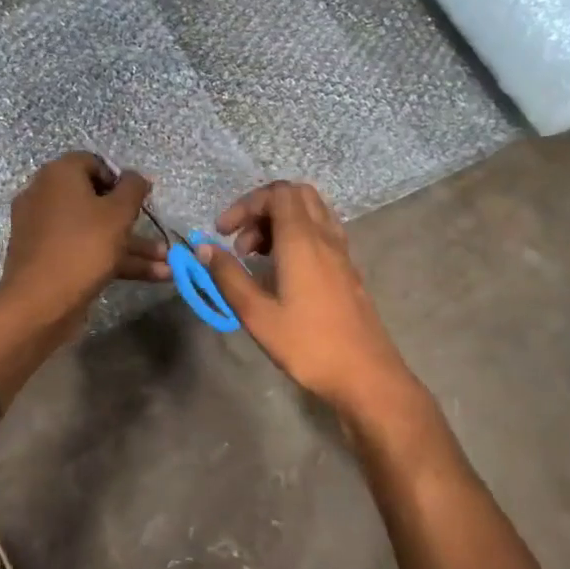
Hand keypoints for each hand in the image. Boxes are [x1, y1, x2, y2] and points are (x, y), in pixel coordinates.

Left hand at [0, 153, 168, 334]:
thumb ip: (133, 188)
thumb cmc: (83, 246)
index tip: (140, 199)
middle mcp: (45, 196)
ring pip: (94, 230)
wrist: (40, 302)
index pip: (93, 163)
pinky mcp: (47, 259)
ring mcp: (44, 230)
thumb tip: (136, 177)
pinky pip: (84, 250)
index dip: (120, 179)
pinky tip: (150, 276)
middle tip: (156, 233)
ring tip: (167, 264)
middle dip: (132, 220)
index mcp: (58, 175)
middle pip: (95, 200)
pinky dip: (113, 259)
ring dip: (131, 245)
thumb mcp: (118, 213)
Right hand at [198, 181, 420, 418]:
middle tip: (241, 241)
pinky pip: (322, 233)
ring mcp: (341, 253)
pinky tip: (282, 271)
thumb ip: (228, 277)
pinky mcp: (347, 270)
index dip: (246, 204)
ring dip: (280, 222)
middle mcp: (325, 237)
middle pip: (297, 195)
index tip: (223, 233)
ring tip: (257, 257)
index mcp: (303, 241)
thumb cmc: (308, 345)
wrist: (366, 375)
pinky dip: (297, 237)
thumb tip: (203, 248)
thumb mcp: (258, 315)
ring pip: (311, 213)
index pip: (278, 194)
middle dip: (263, 208)